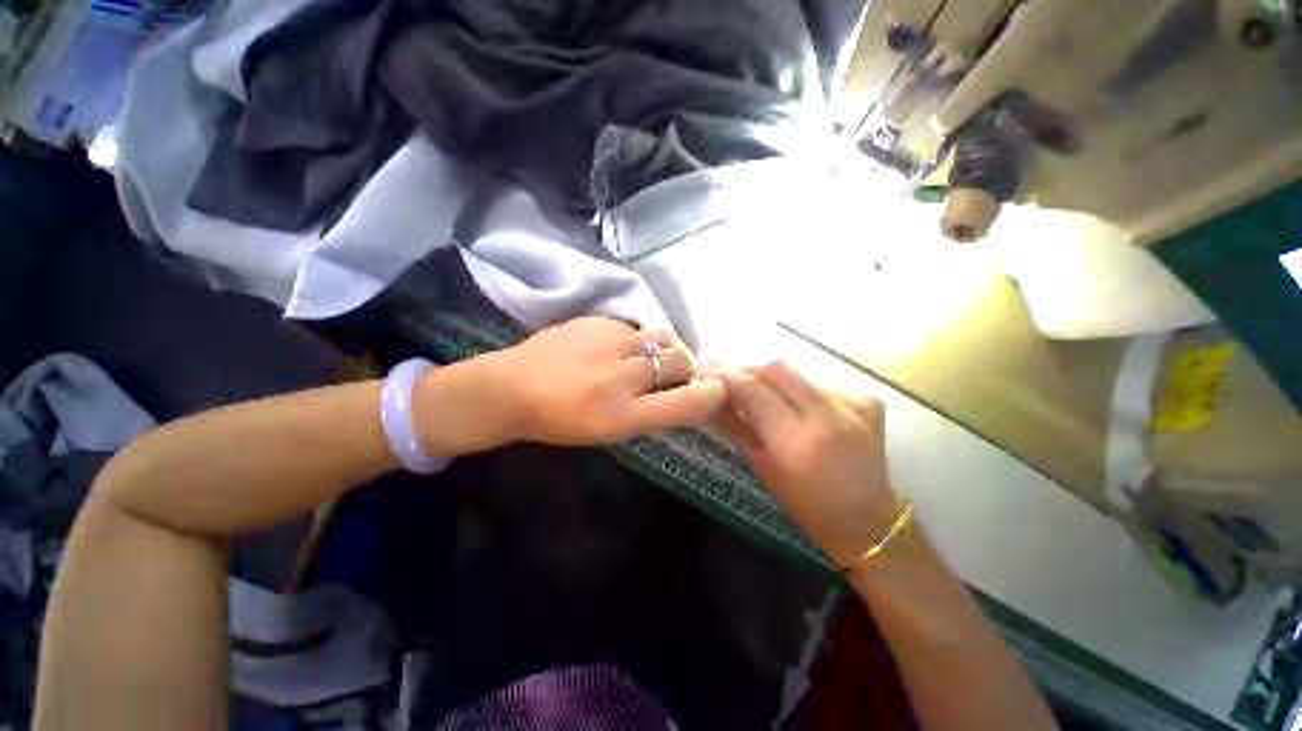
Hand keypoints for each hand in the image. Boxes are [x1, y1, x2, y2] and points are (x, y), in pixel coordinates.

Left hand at [484, 317, 725, 445]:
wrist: (510, 389)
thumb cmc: (559, 421)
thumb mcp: (608, 431)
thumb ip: (649, 412)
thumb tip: (679, 392)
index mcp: (624, 415)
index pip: (685, 402)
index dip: (711, 395)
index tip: (719, 389)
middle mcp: (622, 376)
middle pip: (678, 361)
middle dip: (685, 367)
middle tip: (674, 372)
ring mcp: (609, 343)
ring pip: (661, 337)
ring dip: (664, 348)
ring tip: (648, 356)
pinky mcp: (596, 321)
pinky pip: (633, 327)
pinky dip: (635, 339)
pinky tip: (616, 347)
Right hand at [711, 361, 902, 566]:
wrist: (869, 520)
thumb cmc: (806, 504)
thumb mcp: (761, 467)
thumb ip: (734, 425)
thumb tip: (708, 397)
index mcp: (795, 442)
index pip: (753, 389)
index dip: (727, 376)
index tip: (708, 372)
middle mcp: (827, 416)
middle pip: (777, 368)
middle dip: (749, 368)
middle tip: (731, 377)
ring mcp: (854, 404)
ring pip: (799, 373)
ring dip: (774, 379)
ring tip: (762, 393)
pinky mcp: (868, 399)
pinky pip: (821, 382)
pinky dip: (801, 389)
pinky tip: (798, 406)